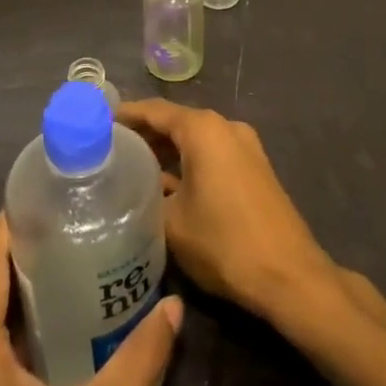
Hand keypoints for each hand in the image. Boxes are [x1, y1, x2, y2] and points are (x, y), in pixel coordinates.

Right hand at [116, 99, 337, 322]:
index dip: (124, 115)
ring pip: (195, 140)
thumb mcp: (171, 222)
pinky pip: (212, 155)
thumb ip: (146, 196)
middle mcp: (225, 127)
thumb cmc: (224, 242)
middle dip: (144, 134)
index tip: (96, 124)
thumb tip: (132, 189)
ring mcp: (245, 147)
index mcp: (203, 129)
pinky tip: (166, 185)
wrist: (288, 275)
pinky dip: (188, 163)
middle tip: (108, 149)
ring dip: (166, 151)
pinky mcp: (254, 169)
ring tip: (130, 168)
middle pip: (176, 122)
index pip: (154, 110)